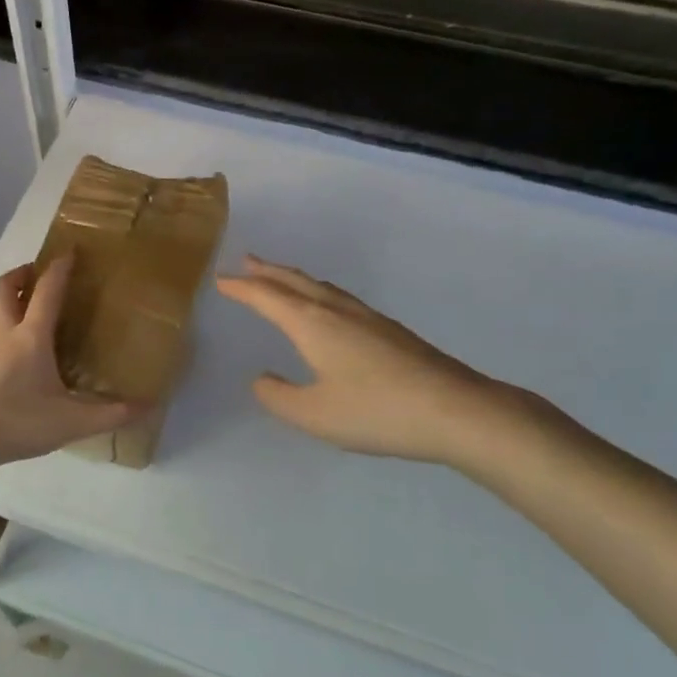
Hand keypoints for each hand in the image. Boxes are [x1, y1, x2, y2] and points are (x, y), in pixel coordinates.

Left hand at [0, 255, 138, 482]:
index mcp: (32, 338)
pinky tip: (3, 353)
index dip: (59, 269)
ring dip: (4, 303)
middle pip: (4, 288)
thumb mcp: (71, 423)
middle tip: (36, 274)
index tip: (69, 252)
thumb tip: (149, 406)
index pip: (47, 291)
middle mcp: (3, 334)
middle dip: (20, 274)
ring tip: (20, 312)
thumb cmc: (17, 423)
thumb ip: (110, 414)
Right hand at [216, 255, 567, 475]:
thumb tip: (261, 379)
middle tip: (247, 261)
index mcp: (312, 324)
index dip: (242, 288)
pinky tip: (328, 309)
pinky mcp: (389, 330)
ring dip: (295, 279)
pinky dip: (319, 292)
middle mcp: (337, 311)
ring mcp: (367, 317)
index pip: (268, 297)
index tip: (221, 280)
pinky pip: (340, 298)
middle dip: (268, 272)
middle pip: (296, 281)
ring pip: (321, 287)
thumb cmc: (376, 411)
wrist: (455, 410)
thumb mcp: (314, 415)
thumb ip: (279, 397)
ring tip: (281, 278)